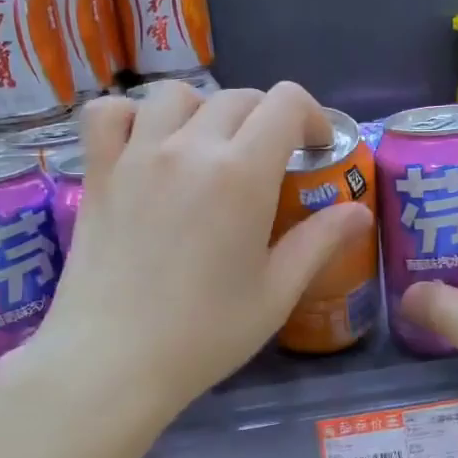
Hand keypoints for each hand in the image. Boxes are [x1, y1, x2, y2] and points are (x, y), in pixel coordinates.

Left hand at [27, 80, 373, 420]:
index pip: (286, 102)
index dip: (311, 115)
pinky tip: (146, 145)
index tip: (315, 149)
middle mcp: (189, 147)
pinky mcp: (99, 172)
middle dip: (266, 120)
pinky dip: (132, 116)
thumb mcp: (275, 294)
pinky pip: (108, 113)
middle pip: (237, 98)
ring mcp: (137, 154)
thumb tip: (358, 212)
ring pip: (175, 94)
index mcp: (242, 174)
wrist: (111, 363)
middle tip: (270, 162)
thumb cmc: (203, 335)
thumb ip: (318, 242)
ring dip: (204, 110)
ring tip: (209, 149)